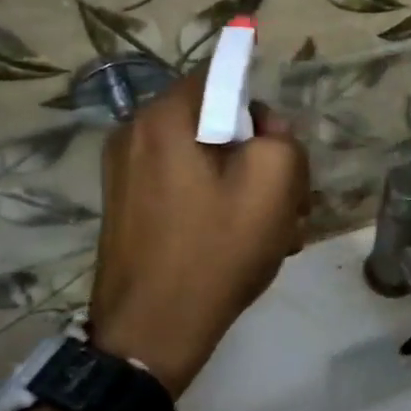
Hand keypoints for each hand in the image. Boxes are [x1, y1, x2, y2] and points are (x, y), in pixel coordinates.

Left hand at [89, 74, 308, 396]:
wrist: (151, 335)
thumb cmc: (216, 251)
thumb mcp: (275, 183)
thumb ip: (283, 137)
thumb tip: (266, 132)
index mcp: (164, 118)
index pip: (221, 75)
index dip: (261, 103)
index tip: (280, 145)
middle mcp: (135, 134)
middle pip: (216, 120)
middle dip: (258, 151)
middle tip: (286, 197)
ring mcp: (125, 174)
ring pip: (204, 157)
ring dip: (243, 182)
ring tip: (272, 228)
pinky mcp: (128, 207)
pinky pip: (185, 185)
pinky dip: (216, 201)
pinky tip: (240, 240)